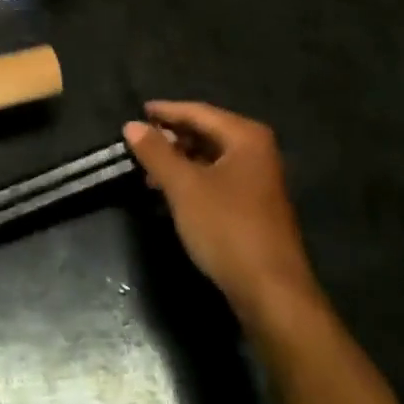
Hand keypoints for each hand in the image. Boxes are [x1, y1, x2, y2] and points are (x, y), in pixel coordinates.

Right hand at [125, 101, 321, 324]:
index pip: (199, 112)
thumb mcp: (184, 187)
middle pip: (207, 132)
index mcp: (245, 137)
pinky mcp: (255, 207)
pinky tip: (172, 192)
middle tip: (140, 142)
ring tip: (148, 169)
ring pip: (211, 158)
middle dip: (172, 137)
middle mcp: (257, 151)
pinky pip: (218, 179)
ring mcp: (259, 180)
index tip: (138, 112)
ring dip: (180, 160)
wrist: (272, 293)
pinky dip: (194, 179)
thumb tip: (131, 125)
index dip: (166, 111)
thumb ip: (156, 153)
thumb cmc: (227, 228)